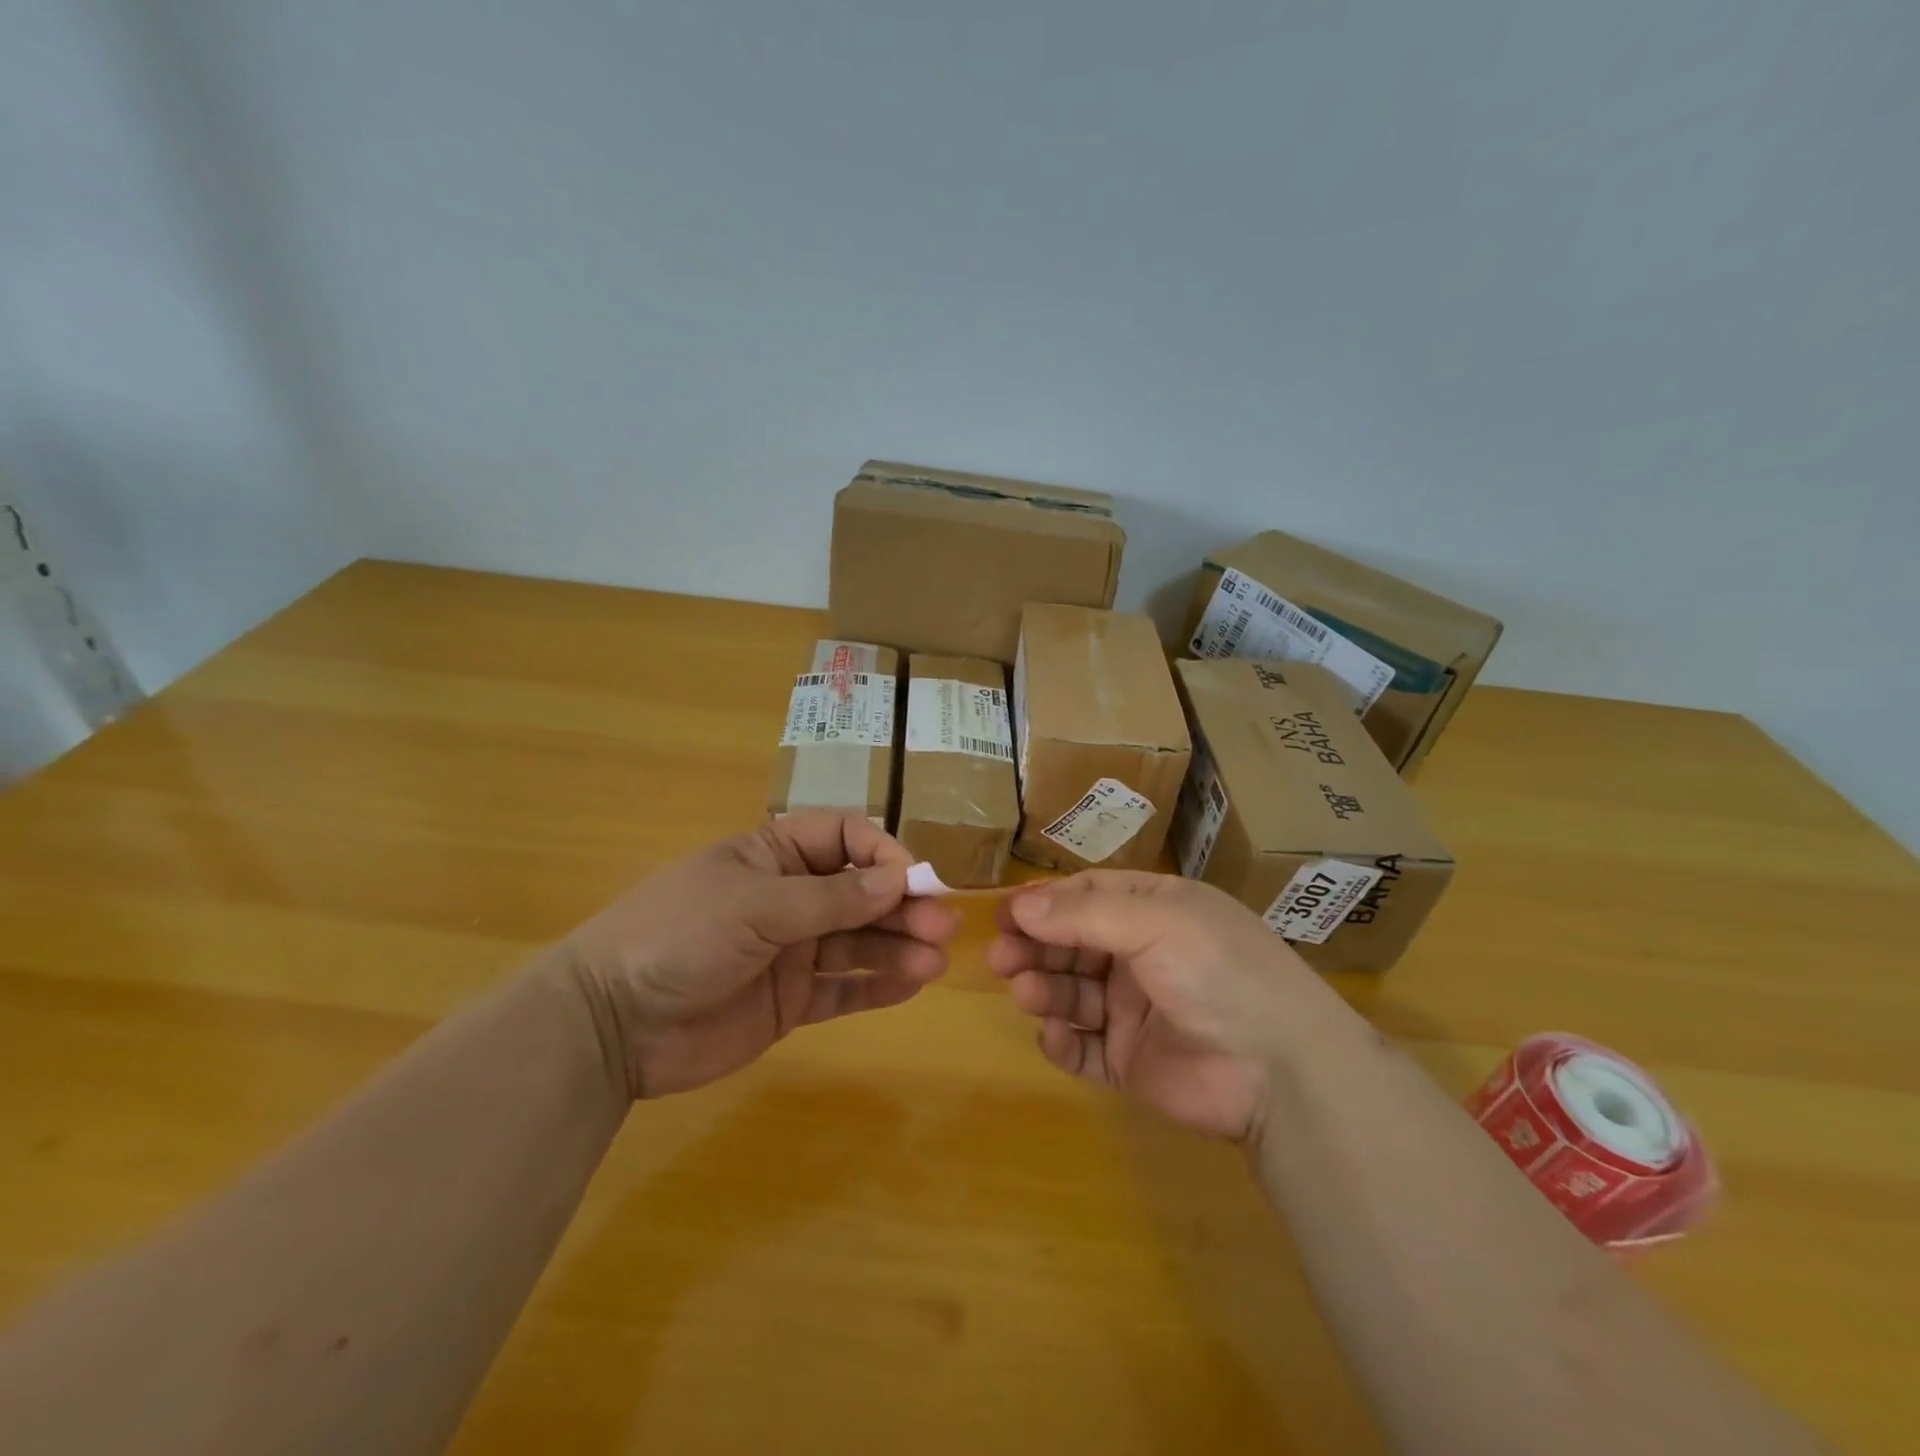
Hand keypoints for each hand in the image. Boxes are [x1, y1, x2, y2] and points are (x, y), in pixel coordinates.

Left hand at [565, 812, 961, 1098]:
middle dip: (902, 904)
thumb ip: (829, 898)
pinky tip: (911, 984)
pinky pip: (843, 987)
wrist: (612, 1024)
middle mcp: (790, 898)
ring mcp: (791, 951)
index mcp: (775, 855)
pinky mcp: (790, 1000)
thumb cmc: (680, 936)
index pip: (843, 836)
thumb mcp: (755, 906)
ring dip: (899, 946)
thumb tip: (897, 880)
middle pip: (860, 892)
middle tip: (941, 925)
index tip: (911, 876)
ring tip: (935, 960)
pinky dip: (877, 986)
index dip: (881, 850)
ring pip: (859, 940)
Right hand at [988, 871, 1335, 1141]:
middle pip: (1072, 944)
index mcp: (1156, 911)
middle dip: (1035, 946)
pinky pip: (1085, 1048)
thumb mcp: (1155, 920)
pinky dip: (1063, 1042)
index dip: (1045, 903)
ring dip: (1043, 989)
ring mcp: (1136, 1010)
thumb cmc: (1218, 970)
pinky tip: (1054, 1036)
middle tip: (1000, 956)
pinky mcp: (1132, 1062)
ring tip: (1026, 992)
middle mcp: (1142, 955)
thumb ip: (1084, 913)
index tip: (1005, 913)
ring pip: (1072, 993)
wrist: (1280, 1071)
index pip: (1088, 897)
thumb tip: (1020, 904)